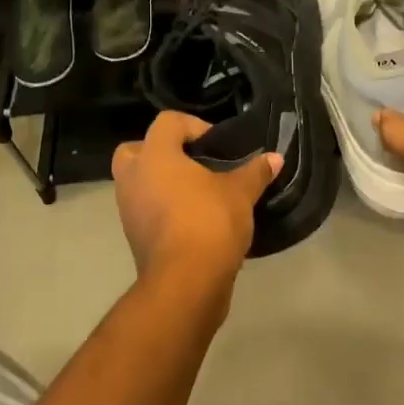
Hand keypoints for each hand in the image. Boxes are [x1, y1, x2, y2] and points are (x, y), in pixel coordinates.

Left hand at [112, 112, 281, 294]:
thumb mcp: (241, 193)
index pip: (167, 122)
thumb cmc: (209, 222)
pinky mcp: (134, 237)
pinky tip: (193, 219)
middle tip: (191, 163)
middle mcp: (133, 178)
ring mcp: (128, 209)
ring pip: (138, 183)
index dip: (193, 126)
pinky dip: (162, 209)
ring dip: (161, 183)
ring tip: (197, 193)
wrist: (186, 282)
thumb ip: (255, 172)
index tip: (217, 146)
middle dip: (160, 151)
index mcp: (155, 156)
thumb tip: (275, 158)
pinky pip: (145, 210)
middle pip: (135, 149)